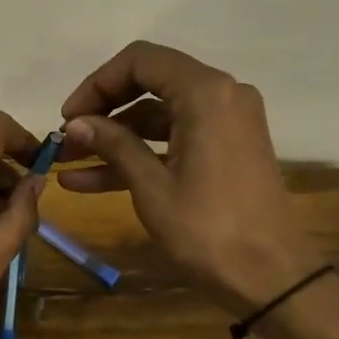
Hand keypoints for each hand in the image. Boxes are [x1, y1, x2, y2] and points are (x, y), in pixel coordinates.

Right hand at [59, 41, 325, 314]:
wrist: (272, 278)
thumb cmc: (208, 229)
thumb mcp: (152, 186)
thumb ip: (114, 144)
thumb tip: (75, 123)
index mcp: (206, 92)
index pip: (140, 61)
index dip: (97, 84)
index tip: (68, 117)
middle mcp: (221, 95)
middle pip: (148, 83)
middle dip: (102, 111)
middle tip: (66, 139)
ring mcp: (226, 123)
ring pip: (157, 116)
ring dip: (114, 138)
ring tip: (67, 163)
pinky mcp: (225, 149)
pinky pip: (174, 139)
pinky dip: (139, 154)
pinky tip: (90, 181)